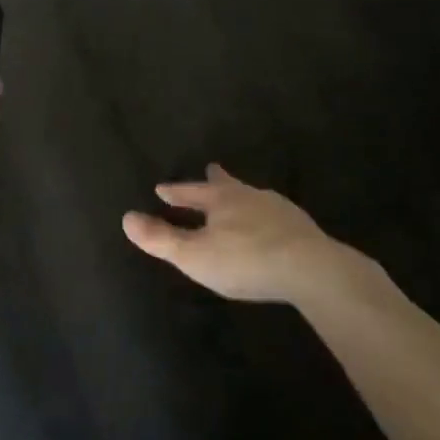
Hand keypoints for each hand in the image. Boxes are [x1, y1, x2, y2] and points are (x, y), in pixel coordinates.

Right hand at [121, 164, 378, 308]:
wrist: (313, 270)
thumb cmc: (246, 259)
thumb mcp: (195, 255)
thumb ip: (161, 238)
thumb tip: (125, 217)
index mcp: (222, 199)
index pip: (191, 191)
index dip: (176, 192)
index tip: (162, 189)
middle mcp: (250, 196)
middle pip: (228, 185)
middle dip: (216, 181)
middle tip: (212, 169)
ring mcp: (281, 211)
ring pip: (255, 199)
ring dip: (243, 200)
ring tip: (241, 202)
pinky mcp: (304, 230)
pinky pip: (278, 219)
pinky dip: (267, 220)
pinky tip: (273, 230)